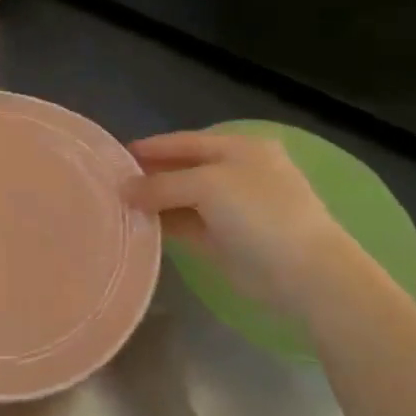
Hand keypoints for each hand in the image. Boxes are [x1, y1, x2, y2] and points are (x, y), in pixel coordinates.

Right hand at [123, 130, 362, 317]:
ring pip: (181, 199)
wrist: (306, 274)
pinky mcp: (223, 240)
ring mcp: (230, 209)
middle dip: (148, 174)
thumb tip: (124, 188)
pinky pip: (185, 225)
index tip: (115, 155)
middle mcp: (235, 174)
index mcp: (240, 149)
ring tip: (114, 204)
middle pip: (181, 169)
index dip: (152, 147)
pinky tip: (135, 225)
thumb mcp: (208, 186)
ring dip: (152, 201)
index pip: (185, 141)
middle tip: (109, 182)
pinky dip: (162, 224)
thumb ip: (161, 184)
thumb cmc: (260, 214)